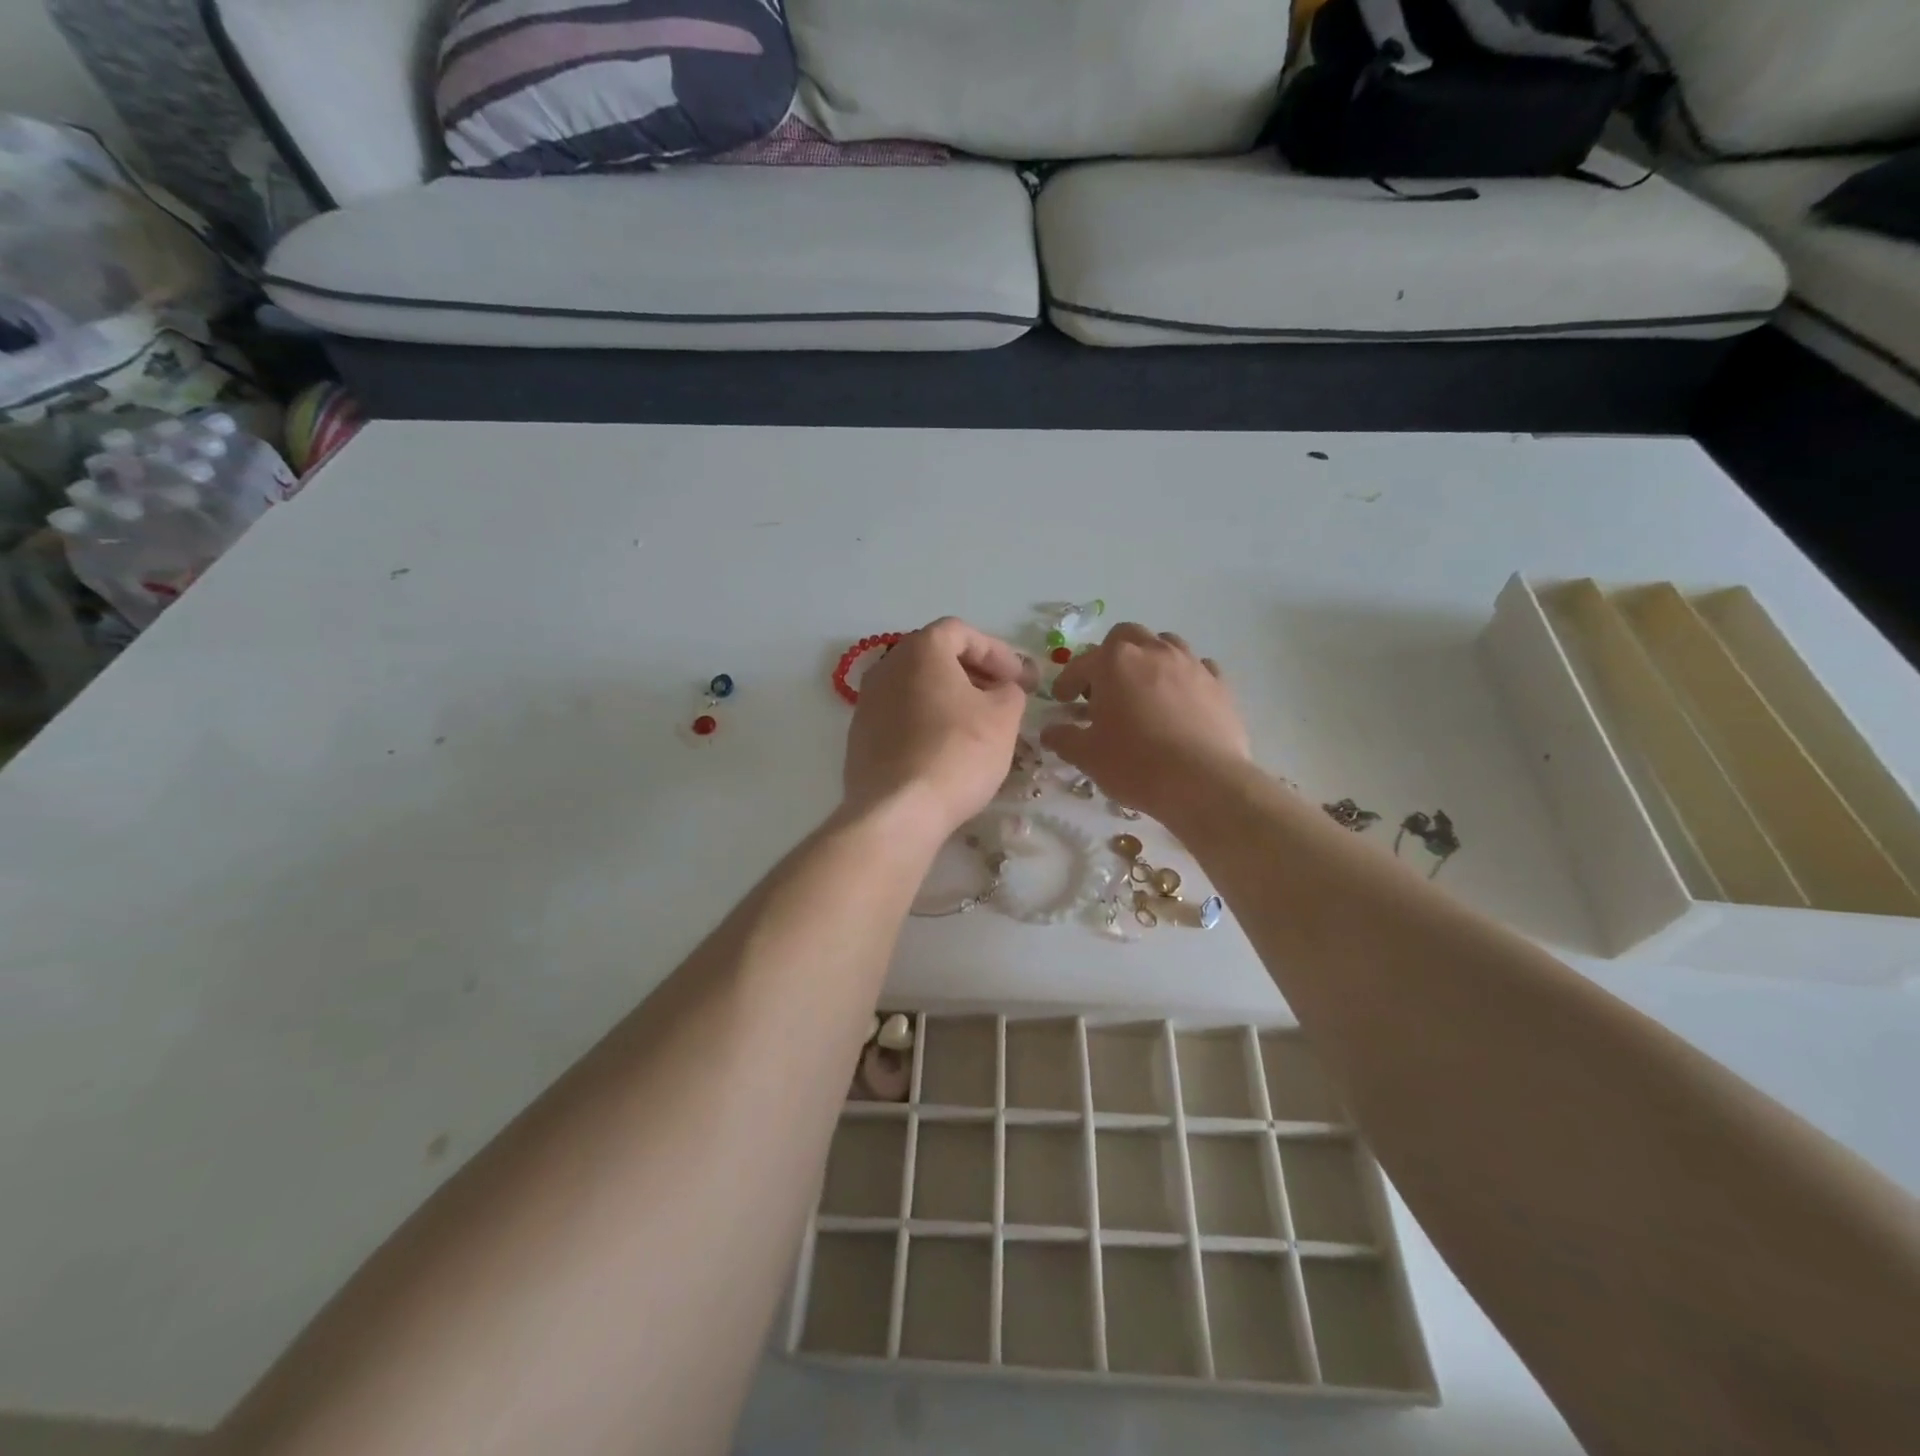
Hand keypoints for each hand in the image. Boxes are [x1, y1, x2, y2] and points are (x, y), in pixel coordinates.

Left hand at [844, 618, 1038, 837]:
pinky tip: (945, 749)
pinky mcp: (859, 737)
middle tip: (1002, 696)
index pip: (961, 632)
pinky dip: (926, 721)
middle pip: (935, 657)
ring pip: (916, 687)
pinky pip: (900, 716)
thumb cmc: (957, 753)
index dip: (996, 651)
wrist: (898, 811)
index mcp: (920, 650)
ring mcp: (867, 703)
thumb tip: (1004, 689)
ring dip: (949, 698)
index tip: (1020, 679)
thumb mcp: (1003, 717)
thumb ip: (1010, 691)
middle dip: (973, 673)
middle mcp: (886, 667)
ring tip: (977, 724)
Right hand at [1040, 624, 1251, 822]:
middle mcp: (1152, 651)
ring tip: (1143, 689)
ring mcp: (1190, 664)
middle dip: (1110, 657)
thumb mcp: (1087, 756)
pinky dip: (1184, 677)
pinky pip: (1198, 667)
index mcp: (1114, 663)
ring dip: (1149, 659)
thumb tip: (1049, 732)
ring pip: (1165, 644)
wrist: (1204, 783)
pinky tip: (1181, 699)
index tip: (1063, 701)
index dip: (1067, 682)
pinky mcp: (1219, 683)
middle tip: (1104, 688)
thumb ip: (1064, 738)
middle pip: (1125, 636)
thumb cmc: (1136, 764)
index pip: (1081, 663)